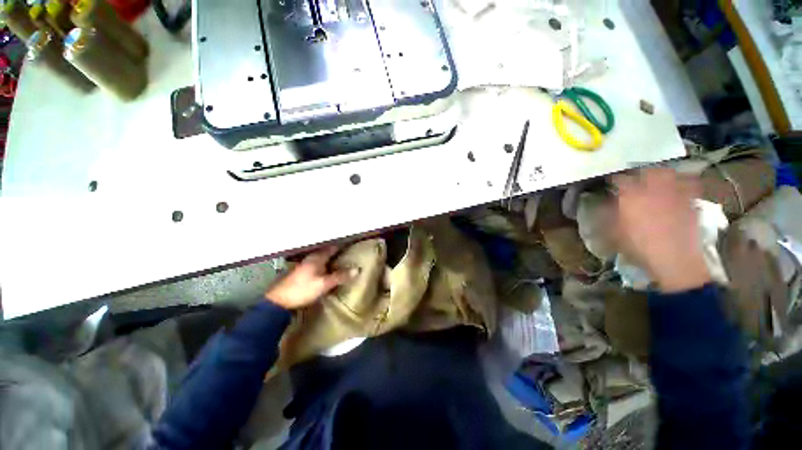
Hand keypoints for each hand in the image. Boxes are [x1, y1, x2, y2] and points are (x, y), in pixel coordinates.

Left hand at [265, 246, 354, 309]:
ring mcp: (304, 265)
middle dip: (337, 253)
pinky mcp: (301, 273)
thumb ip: (340, 276)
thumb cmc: (302, 289)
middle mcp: (310, 258)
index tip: (353, 246)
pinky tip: (328, 271)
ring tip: (341, 262)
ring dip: (331, 259)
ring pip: (321, 259)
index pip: (333, 247)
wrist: (278, 302)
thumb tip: (357, 269)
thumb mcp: (324, 284)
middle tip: (349, 254)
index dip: (343, 246)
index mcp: (317, 257)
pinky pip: (317, 265)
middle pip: (327, 252)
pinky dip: (325, 265)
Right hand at [614, 168, 710, 292]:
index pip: (620, 179)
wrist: (674, 260)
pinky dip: (686, 181)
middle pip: (648, 170)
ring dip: (662, 173)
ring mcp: (675, 194)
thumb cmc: (639, 247)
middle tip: (637, 176)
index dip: (615, 179)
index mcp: (632, 196)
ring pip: (670, 173)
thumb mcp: (615, 233)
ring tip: (658, 178)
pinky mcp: (691, 202)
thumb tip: (602, 205)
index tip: (611, 182)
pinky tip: (681, 186)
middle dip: (641, 171)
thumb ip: (608, 216)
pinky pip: (690, 184)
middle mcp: (653, 190)